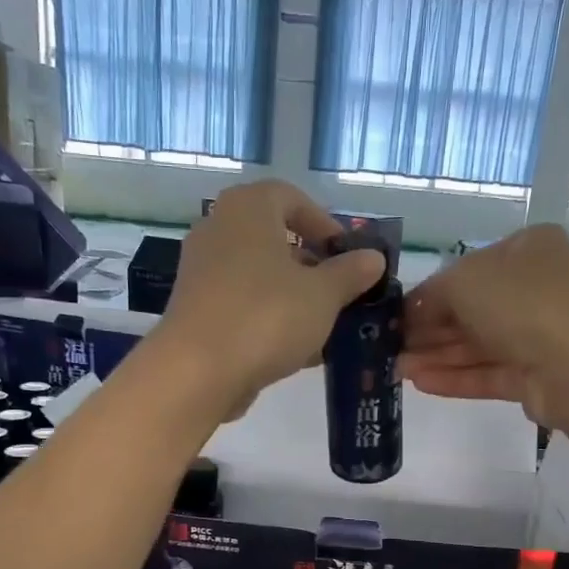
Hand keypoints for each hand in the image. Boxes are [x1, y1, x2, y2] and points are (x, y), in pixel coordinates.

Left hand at [157, 180, 385, 415]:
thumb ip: (350, 273)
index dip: (324, 224)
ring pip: (259, 277)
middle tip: (340, 295)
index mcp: (248, 208)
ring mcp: (202, 271)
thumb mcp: (323, 294)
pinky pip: (242, 304)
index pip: (291, 197)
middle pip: (274, 239)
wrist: (197, 371)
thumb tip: (373, 258)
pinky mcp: (195, 310)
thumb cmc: (266, 316)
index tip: (347, 256)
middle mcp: (218, 229)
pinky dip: (269, 319)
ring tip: (325, 329)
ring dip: (294, 299)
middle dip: (312, 267)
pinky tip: (296, 352)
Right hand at [401, 224, 568, 430]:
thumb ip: (431, 294)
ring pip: (478, 344)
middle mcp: (538, 286)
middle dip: (428, 330)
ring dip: (436, 356)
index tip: (393, 317)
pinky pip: (490, 372)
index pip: (468, 270)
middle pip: (472, 309)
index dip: (428, 294)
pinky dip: (456, 377)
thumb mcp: (465, 282)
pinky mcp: (539, 375)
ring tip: (394, 371)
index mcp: (528, 248)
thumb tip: (411, 312)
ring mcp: (541, 333)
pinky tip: (420, 383)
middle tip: (387, 348)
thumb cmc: (525, 304)